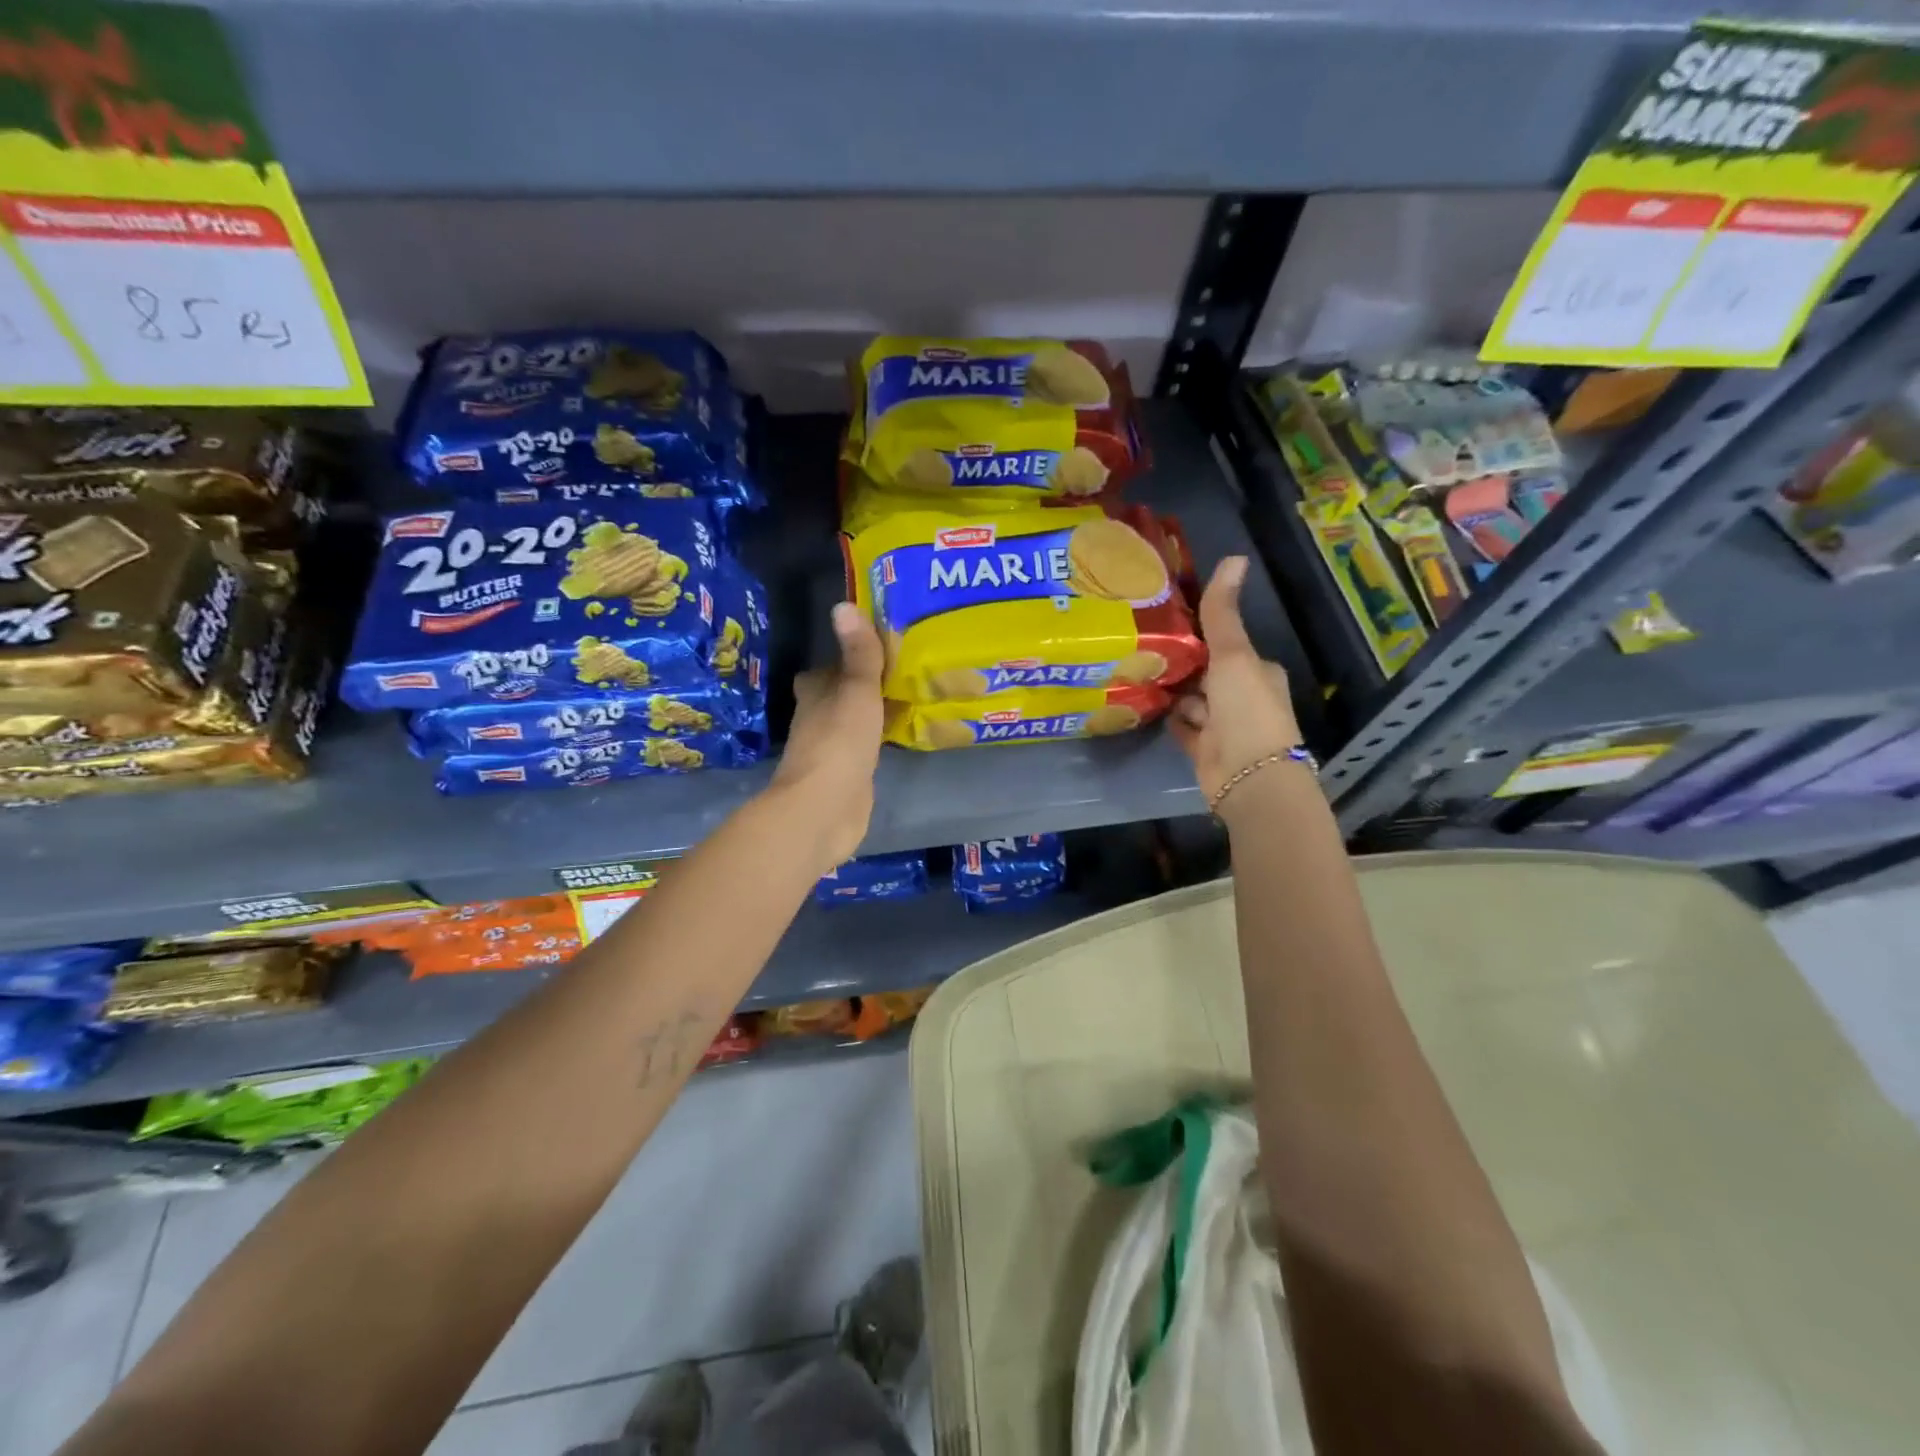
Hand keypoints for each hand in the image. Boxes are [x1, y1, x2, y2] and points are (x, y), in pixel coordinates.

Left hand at [770, 602, 885, 867]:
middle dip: (865, 686)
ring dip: (875, 713)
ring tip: (913, 697)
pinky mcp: (849, 777)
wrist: (825, 809)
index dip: (844, 661)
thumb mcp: (856, 691)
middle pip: (841, 697)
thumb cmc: (839, 742)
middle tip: (904, 672)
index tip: (875, 650)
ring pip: (855, 723)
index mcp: (815, 695)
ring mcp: (833, 751)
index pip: (824, 671)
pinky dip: (882, 741)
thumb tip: (843, 604)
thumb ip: (859, 653)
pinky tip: (905, 736)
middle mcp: (819, 720)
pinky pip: (868, 750)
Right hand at [1169, 557, 1304, 815]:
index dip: (1202, 638)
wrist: (1247, 777)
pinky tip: (1146, 705)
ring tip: (1137, 672)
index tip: (1169, 625)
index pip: (1227, 647)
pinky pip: (1182, 726)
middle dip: (1183, 665)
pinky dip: (1169, 717)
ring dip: (1173, 691)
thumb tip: (1234, 557)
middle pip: (1207, 674)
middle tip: (1144, 648)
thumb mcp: (1234, 656)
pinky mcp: (1204, 749)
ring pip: (1192, 700)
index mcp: (1258, 672)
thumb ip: (1223, 613)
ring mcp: (1223, 726)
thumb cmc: (1245, 710)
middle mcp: (1243, 697)